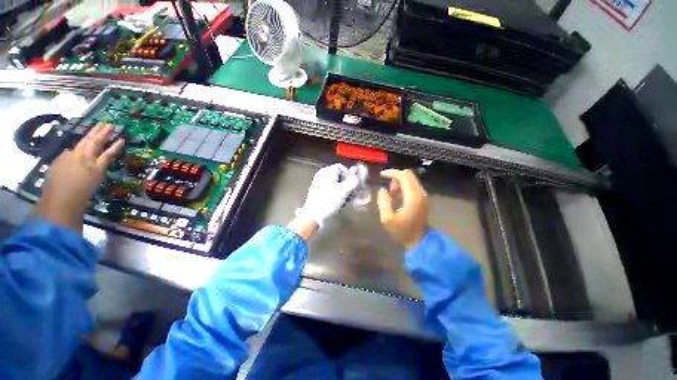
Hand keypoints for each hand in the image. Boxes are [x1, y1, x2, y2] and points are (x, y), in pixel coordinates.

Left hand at [35, 123, 123, 230]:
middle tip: (106, 124)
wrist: (60, 200)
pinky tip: (76, 151)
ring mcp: (66, 157)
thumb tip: (108, 150)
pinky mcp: (58, 164)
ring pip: (79, 144)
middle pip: (89, 140)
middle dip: (98, 132)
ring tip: (94, 131)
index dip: (108, 136)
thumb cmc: (83, 189)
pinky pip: (69, 153)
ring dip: (88, 137)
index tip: (115, 129)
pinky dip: (76, 150)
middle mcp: (77, 153)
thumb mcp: (98, 175)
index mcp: (88, 155)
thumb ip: (103, 160)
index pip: (100, 142)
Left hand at [296, 163, 359, 228]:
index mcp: (326, 171)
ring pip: (336, 185)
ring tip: (350, 200)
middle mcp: (322, 176)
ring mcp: (319, 185)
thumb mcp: (343, 191)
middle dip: (348, 184)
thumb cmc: (329, 201)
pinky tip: (342, 203)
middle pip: (339, 177)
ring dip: (345, 191)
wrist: (313, 216)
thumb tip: (357, 177)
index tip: (354, 183)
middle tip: (354, 192)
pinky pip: (331, 191)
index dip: (349, 174)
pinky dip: (338, 195)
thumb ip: (353, 182)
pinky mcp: (319, 194)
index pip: (341, 167)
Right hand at [377, 169, 427, 249]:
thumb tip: (382, 190)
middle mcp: (420, 193)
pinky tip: (397, 195)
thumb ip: (383, 202)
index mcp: (412, 196)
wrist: (419, 241)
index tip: (381, 175)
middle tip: (387, 185)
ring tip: (391, 192)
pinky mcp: (422, 199)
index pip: (403, 176)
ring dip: (400, 181)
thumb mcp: (387, 219)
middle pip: (409, 174)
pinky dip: (404, 185)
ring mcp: (422, 195)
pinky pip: (413, 185)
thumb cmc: (402, 231)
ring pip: (411, 179)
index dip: (391, 172)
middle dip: (395, 176)